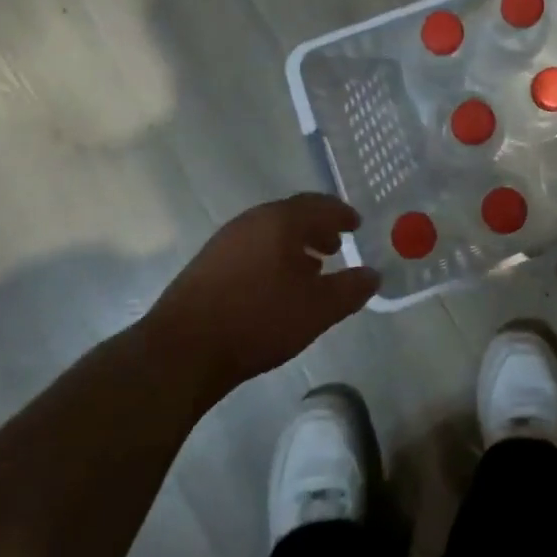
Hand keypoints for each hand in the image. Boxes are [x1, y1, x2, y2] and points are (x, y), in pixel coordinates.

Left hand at [148, 193, 373, 398]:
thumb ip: (350, 289)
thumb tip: (373, 275)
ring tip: (311, 267)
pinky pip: (251, 248)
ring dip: (294, 244)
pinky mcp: (207, 265)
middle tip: (337, 244)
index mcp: (280, 221)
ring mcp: (224, 241)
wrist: (182, 351)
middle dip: (318, 228)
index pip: (319, 205)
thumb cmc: (258, 320)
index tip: (357, 224)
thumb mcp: (317, 309)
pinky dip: (272, 256)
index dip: (341, 214)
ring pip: (269, 232)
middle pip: (292, 214)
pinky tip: (276, 285)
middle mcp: (251, 221)